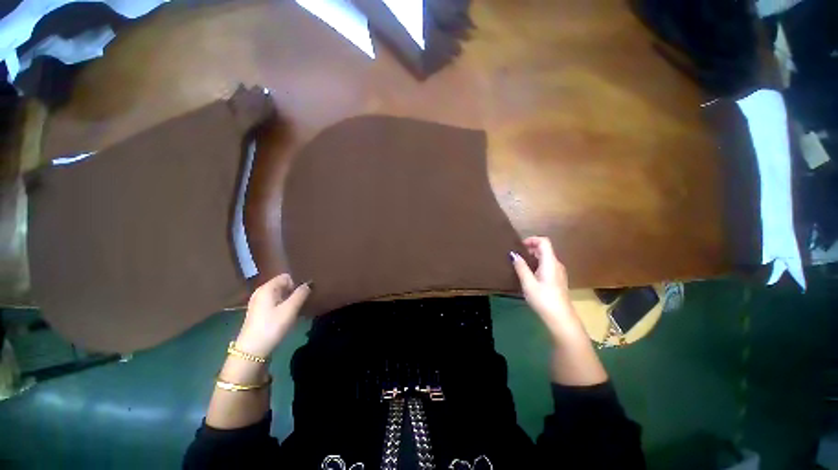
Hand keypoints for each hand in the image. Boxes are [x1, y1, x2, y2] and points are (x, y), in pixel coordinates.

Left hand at [234, 274, 310, 357]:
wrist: (252, 350)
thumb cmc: (272, 326)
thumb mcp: (290, 309)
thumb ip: (301, 294)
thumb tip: (309, 283)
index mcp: (267, 288)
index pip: (286, 277)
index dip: (296, 284)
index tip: (302, 296)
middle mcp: (261, 292)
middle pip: (282, 285)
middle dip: (293, 292)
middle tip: (300, 304)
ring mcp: (258, 303)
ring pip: (279, 295)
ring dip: (288, 300)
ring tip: (294, 311)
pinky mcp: (258, 313)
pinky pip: (274, 303)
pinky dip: (282, 307)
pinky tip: (285, 317)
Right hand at [511, 237, 580, 338]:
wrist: (561, 319)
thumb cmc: (543, 299)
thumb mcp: (528, 283)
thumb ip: (521, 267)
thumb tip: (513, 254)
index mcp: (550, 262)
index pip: (544, 241)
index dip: (531, 239)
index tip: (519, 246)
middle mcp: (557, 264)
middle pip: (545, 249)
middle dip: (530, 248)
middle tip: (516, 255)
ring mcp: (559, 272)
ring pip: (546, 258)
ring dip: (533, 257)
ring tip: (520, 264)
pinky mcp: (558, 280)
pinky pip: (547, 266)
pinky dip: (537, 264)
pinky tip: (529, 275)